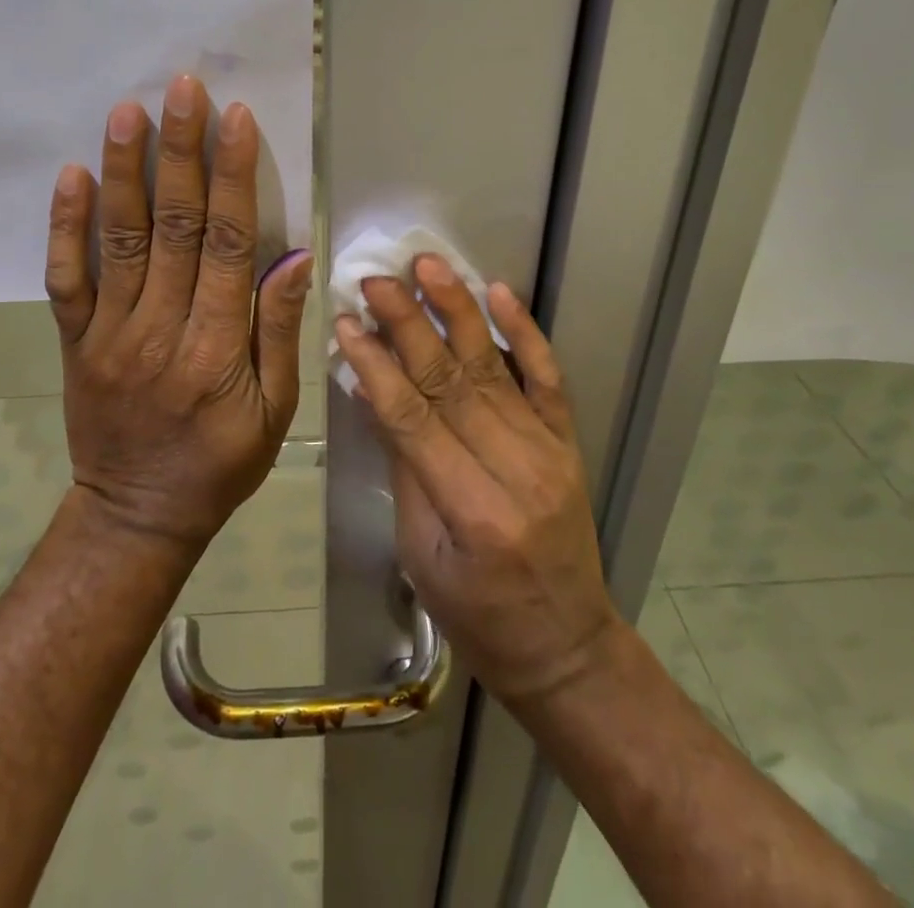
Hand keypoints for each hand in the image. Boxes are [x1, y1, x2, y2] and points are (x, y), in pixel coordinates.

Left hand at [44, 74, 313, 549]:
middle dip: (181, 152)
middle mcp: (161, 328)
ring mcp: (110, 333)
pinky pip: (66, 279)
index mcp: (217, 347)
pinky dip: (65, 226)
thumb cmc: (220, 463)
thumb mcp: (275, 411)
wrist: (136, 514)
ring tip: (127, 111)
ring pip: (119, 239)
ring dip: (124, 171)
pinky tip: (71, 176)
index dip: (234, 177)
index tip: (235, 119)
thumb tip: (292, 256)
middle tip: (182, 88)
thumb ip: (278, 331)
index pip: (229, 244)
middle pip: (174, 226)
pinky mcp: (76, 341)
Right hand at [333, 257, 621, 709]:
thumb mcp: (420, 555)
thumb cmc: (477, 615)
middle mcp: (514, 469)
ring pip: (493, 367)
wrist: (565, 647)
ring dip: (458, 310)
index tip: (346, 322)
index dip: (376, 366)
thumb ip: (402, 468)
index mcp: (471, 511)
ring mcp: (548, 450)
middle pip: (450, 382)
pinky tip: (501, 292)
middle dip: (409, 324)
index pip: (413, 420)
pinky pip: (548, 378)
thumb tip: (373, 391)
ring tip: (428, 265)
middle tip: (375, 279)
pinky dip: (526, 332)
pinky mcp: (567, 441)